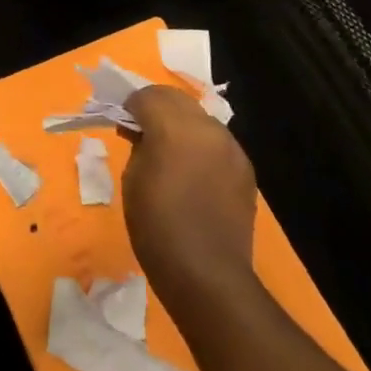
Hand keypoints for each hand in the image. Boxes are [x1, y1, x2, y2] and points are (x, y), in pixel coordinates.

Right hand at [122, 86, 258, 307]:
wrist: (207, 275)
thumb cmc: (157, 226)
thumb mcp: (132, 179)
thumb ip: (138, 144)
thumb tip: (143, 133)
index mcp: (175, 128)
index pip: (149, 95)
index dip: (132, 106)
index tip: (124, 126)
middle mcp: (208, 129)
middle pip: (177, 100)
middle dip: (157, 110)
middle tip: (142, 135)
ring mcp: (232, 149)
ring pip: (200, 119)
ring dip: (181, 127)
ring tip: (169, 157)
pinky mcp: (245, 170)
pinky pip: (216, 144)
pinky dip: (200, 147)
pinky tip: (192, 175)